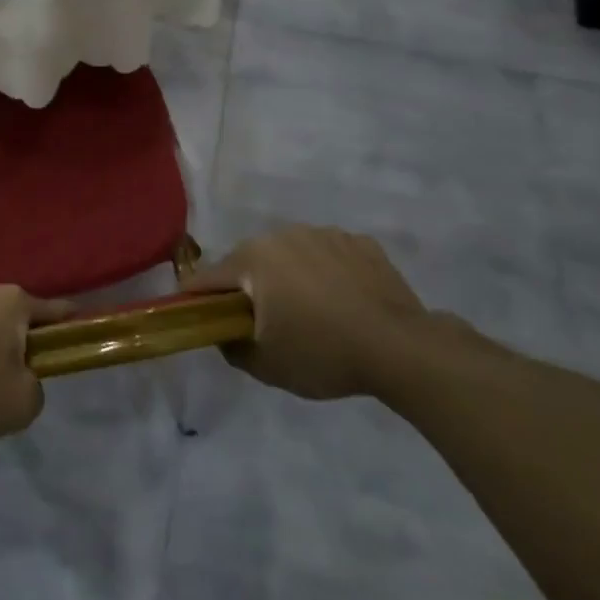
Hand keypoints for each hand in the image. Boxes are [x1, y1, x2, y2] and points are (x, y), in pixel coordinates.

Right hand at [181, 226, 427, 399]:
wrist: (402, 348)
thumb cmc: (324, 353)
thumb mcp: (266, 365)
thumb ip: (232, 347)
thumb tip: (224, 334)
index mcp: (253, 259)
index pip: (208, 277)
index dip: (197, 299)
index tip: (198, 317)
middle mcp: (283, 235)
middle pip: (251, 263)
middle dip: (249, 288)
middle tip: (264, 323)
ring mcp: (325, 234)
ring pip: (291, 256)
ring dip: (290, 278)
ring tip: (311, 314)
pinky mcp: (360, 243)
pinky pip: (329, 256)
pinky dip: (327, 274)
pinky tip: (344, 302)